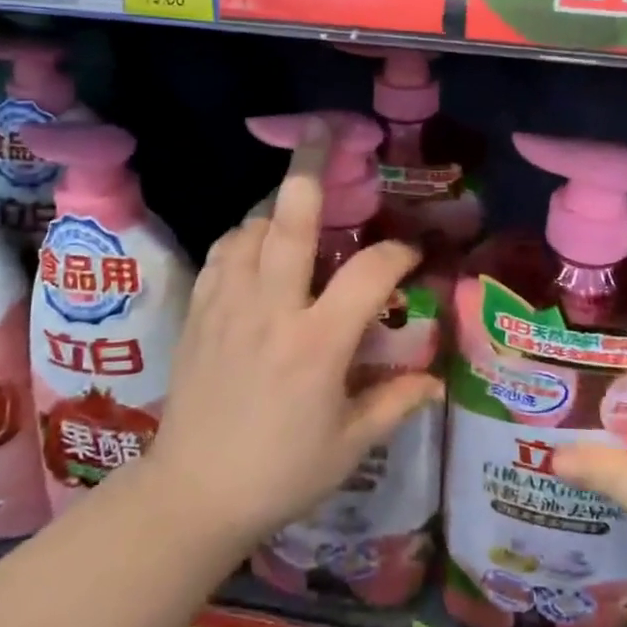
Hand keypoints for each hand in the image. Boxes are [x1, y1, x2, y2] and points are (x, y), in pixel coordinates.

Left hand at [145, 119, 443, 553]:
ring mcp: (228, 305)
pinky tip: (257, 246)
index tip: (411, 253)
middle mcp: (271, 309)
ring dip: (278, 209)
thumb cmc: (279, 473)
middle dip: (312, 168)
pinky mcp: (198, 312)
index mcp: (317, 343)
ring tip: (299, 208)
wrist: (190, 495)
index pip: (370, 272)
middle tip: (324, 131)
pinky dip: (244, 237)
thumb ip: (396, 404)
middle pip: (291, 219)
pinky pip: (223, 253)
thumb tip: (436, 382)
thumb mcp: (349, 446)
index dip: (398, 252)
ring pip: (251, 228)